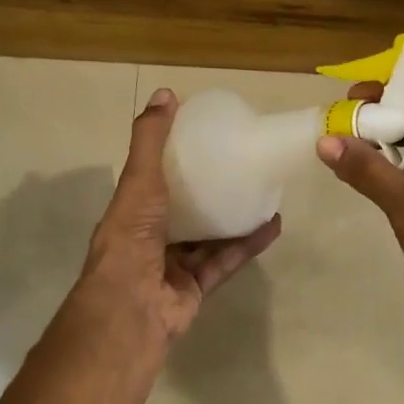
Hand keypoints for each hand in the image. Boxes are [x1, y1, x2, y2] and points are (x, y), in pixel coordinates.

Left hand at [77, 88, 281, 344]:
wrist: (132, 310)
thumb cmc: (130, 241)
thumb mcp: (138, 183)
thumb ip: (151, 142)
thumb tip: (166, 93)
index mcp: (131, 214)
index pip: (152, 182)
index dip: (174, 161)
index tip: (204, 139)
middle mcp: (150, 239)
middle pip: (184, 211)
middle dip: (210, 191)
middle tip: (241, 165)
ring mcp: (174, 266)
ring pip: (209, 238)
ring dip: (234, 217)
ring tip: (264, 192)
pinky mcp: (198, 287)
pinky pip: (226, 261)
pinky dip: (248, 244)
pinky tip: (272, 225)